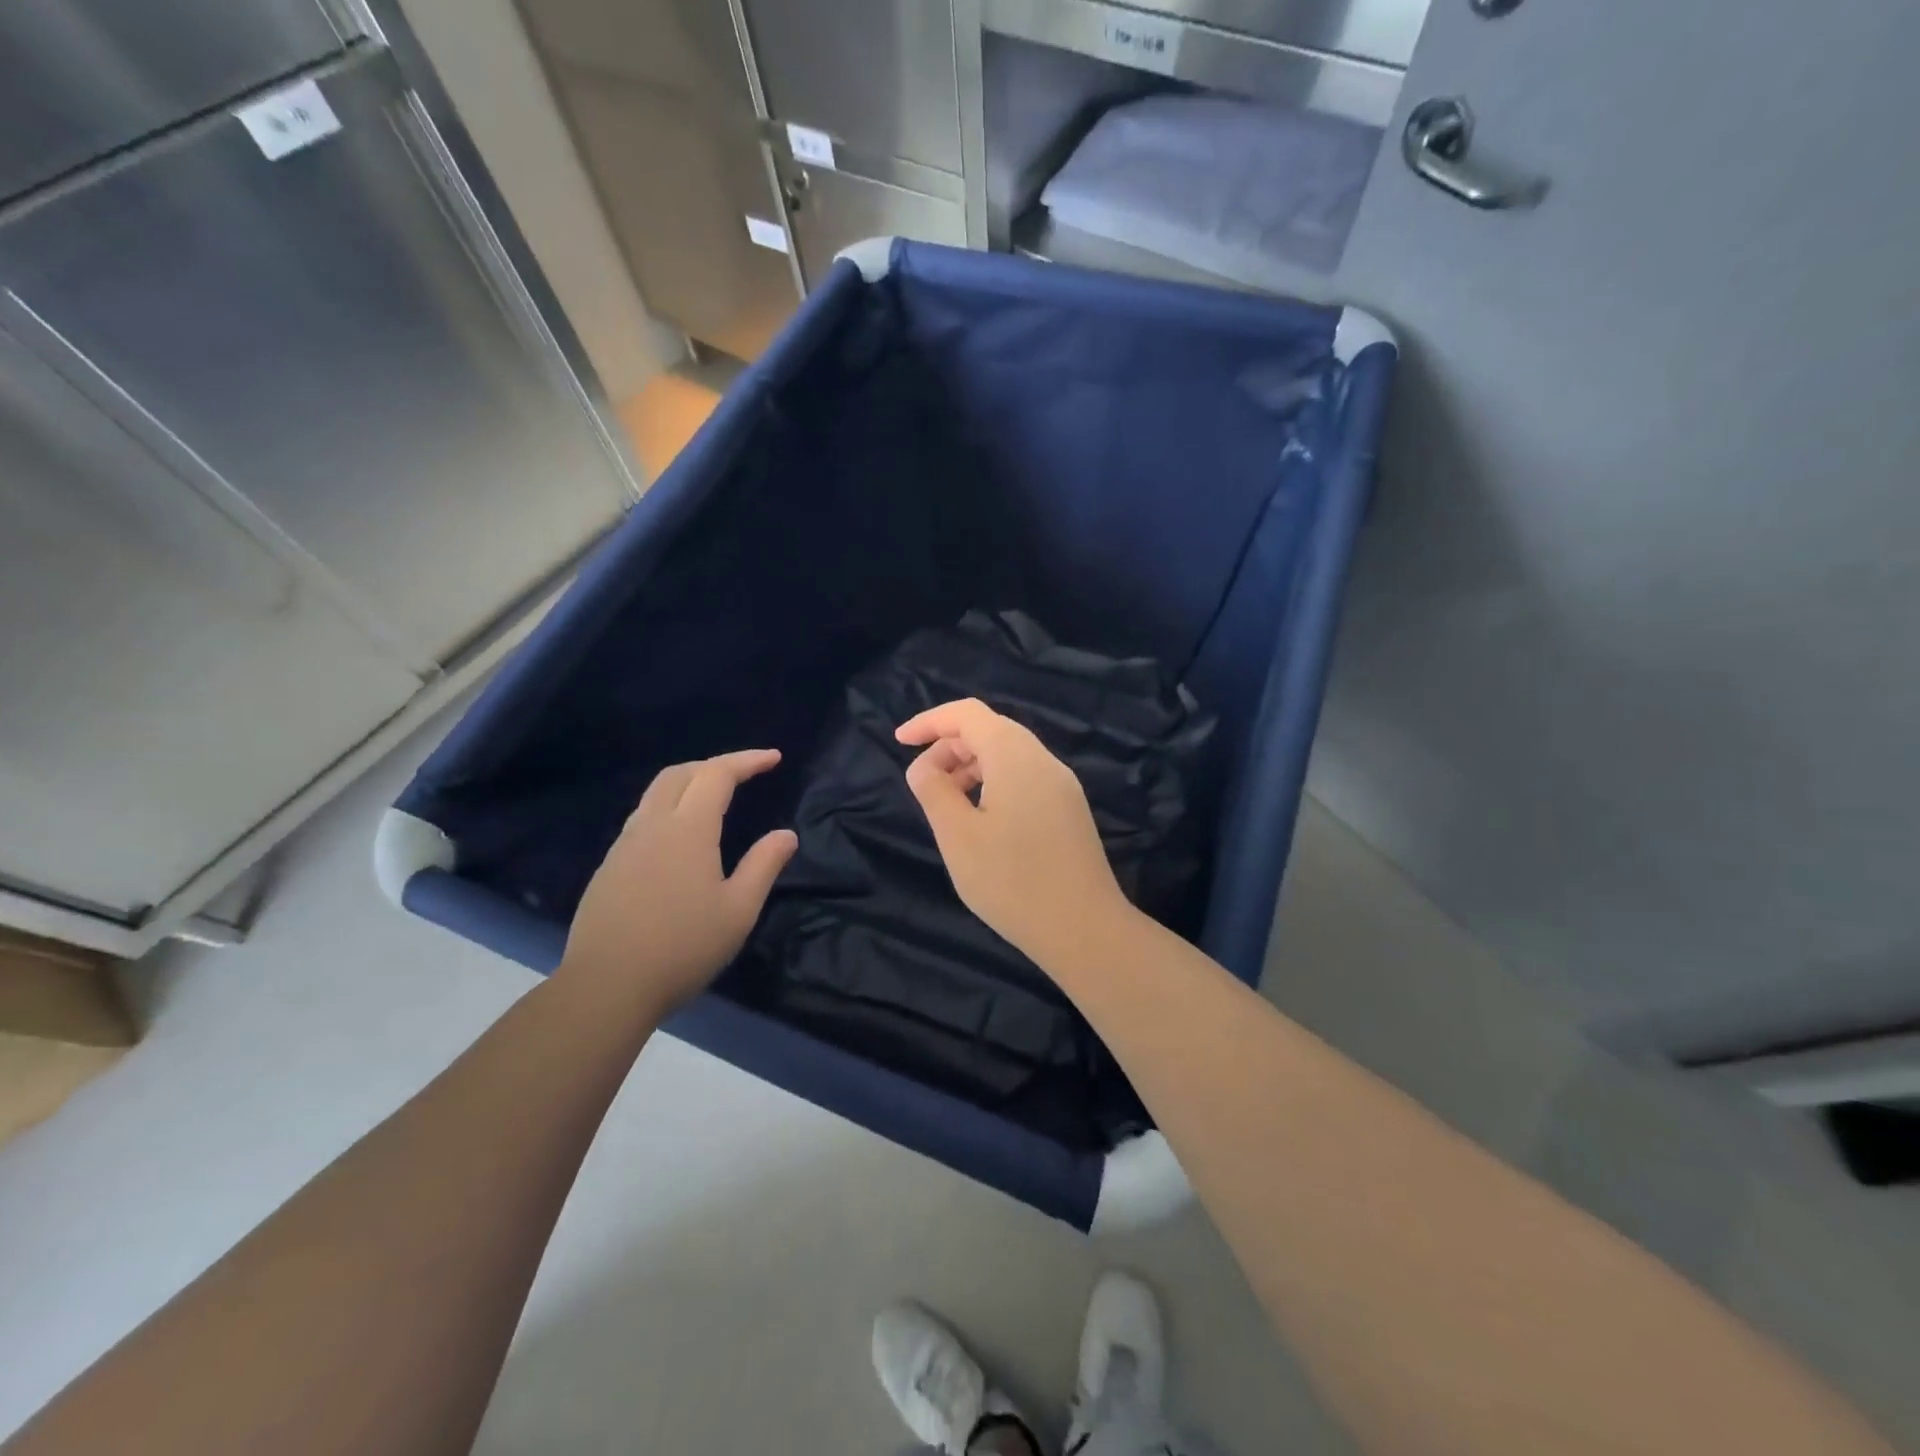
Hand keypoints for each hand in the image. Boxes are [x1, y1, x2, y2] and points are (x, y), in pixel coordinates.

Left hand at [558, 750, 797, 1019]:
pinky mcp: (609, 868)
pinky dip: (669, 809)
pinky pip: (642, 820)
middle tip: (744, 774)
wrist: (607, 987)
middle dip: (714, 765)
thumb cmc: (683, 948)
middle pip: (679, 773)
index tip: (774, 758)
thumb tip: (786, 834)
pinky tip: (680, 840)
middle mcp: (652, 826)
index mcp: (688, 829)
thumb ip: (764, 865)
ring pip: (655, 795)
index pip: (717, 774)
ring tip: (714, 799)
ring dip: (688, 784)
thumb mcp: (739, 910)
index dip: (747, 760)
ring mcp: (624, 846)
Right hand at [896, 699, 1129, 967]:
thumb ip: (934, 791)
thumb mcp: (957, 836)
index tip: (899, 742)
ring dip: (971, 766)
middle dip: (949, 745)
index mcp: (1015, 756)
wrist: (1084, 929)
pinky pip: (1024, 777)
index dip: (930, 721)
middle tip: (922, 781)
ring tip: (946, 802)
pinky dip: (993, 782)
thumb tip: (924, 767)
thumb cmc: (1012, 881)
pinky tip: (980, 819)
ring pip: (1009, 755)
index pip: (968, 714)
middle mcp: (1043, 760)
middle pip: (990, 730)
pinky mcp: (1069, 809)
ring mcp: (1062, 785)